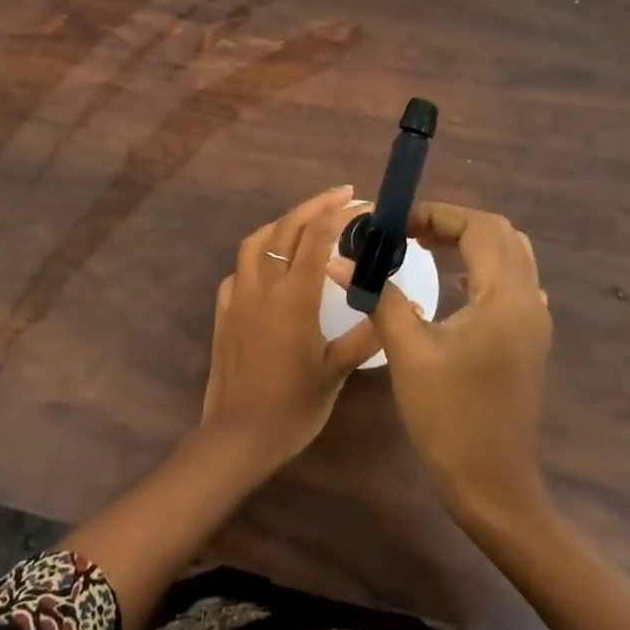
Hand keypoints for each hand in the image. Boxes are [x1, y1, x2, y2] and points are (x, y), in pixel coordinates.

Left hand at [200, 186, 381, 467]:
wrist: (239, 434)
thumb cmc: (293, 406)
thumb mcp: (337, 371)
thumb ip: (368, 334)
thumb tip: (405, 308)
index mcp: (294, 296)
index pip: (317, 236)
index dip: (339, 213)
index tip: (361, 204)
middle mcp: (263, 284)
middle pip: (286, 227)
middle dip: (315, 205)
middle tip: (341, 195)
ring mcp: (238, 295)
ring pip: (257, 240)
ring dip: (282, 223)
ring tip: (305, 222)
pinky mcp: (223, 310)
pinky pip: (240, 269)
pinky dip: (258, 255)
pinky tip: (271, 267)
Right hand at [371, 202, 553, 522]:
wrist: (493, 485)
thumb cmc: (449, 417)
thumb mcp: (408, 352)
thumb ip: (379, 297)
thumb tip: (341, 262)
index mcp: (505, 298)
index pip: (480, 228)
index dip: (438, 214)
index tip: (396, 223)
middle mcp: (528, 300)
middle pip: (500, 235)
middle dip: (453, 223)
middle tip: (409, 232)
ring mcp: (533, 322)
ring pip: (510, 257)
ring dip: (470, 242)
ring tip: (425, 248)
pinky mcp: (528, 339)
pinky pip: (511, 283)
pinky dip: (482, 267)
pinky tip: (451, 285)